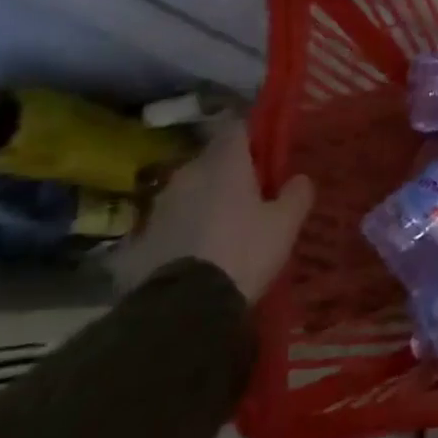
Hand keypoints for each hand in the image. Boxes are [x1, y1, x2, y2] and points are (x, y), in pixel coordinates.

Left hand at [111, 121, 313, 302]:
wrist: (182, 308)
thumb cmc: (243, 251)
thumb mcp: (285, 224)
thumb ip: (296, 194)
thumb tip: (299, 178)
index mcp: (223, 164)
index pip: (237, 128)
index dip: (254, 134)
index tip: (269, 148)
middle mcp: (186, 176)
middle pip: (211, 160)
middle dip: (230, 171)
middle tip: (253, 191)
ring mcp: (157, 208)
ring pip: (188, 192)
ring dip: (205, 200)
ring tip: (225, 223)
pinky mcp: (138, 240)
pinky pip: (170, 224)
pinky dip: (184, 229)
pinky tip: (199, 249)